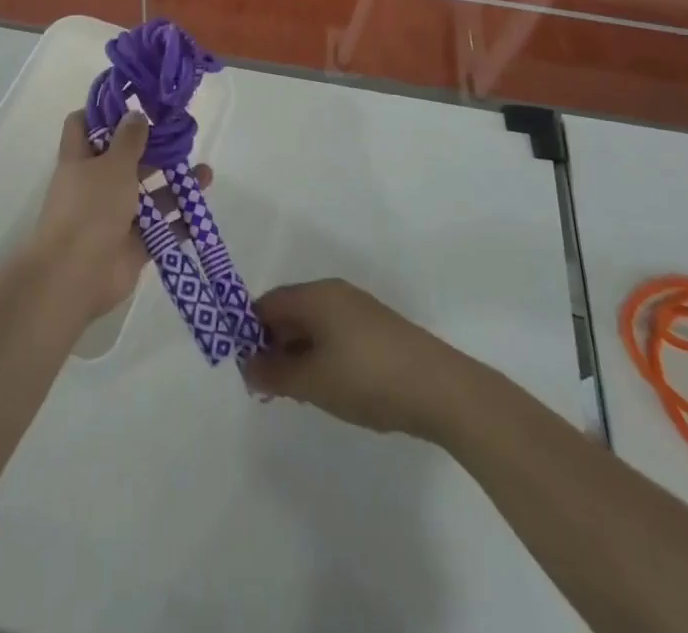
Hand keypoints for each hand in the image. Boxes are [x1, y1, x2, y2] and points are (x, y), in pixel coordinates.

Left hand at [29, 109, 213, 325]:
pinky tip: (201, 209)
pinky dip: (178, 220)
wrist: (75, 276)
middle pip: (124, 158)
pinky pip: (159, 228)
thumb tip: (136, 115)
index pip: (82, 124)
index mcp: (80, 159)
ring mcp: (113, 215)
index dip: (102, 111)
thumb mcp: (112, 165)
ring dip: (174, 183)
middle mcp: (95, 184)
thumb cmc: (90, 209)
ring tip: (205, 173)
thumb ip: (129, 140)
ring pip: (147, 193)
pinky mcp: (132, 244)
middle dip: (153, 148)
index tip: (133, 101)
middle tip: (183, 135)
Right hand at [241, 280, 465, 438]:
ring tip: (299, 394)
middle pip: (290, 313)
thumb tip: (247, 366)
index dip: (250, 332)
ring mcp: (359, 310)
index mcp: (315, 295)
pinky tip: (331, 389)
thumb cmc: (368, 377)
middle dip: (274, 347)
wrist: (442, 389)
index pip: (268, 303)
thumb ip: (274, 374)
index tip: (246, 369)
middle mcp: (335, 294)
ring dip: (298, 355)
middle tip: (270, 388)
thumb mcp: (313, 381)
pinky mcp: (378, 331)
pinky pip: (335, 336)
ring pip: (314, 327)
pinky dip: (323, 357)